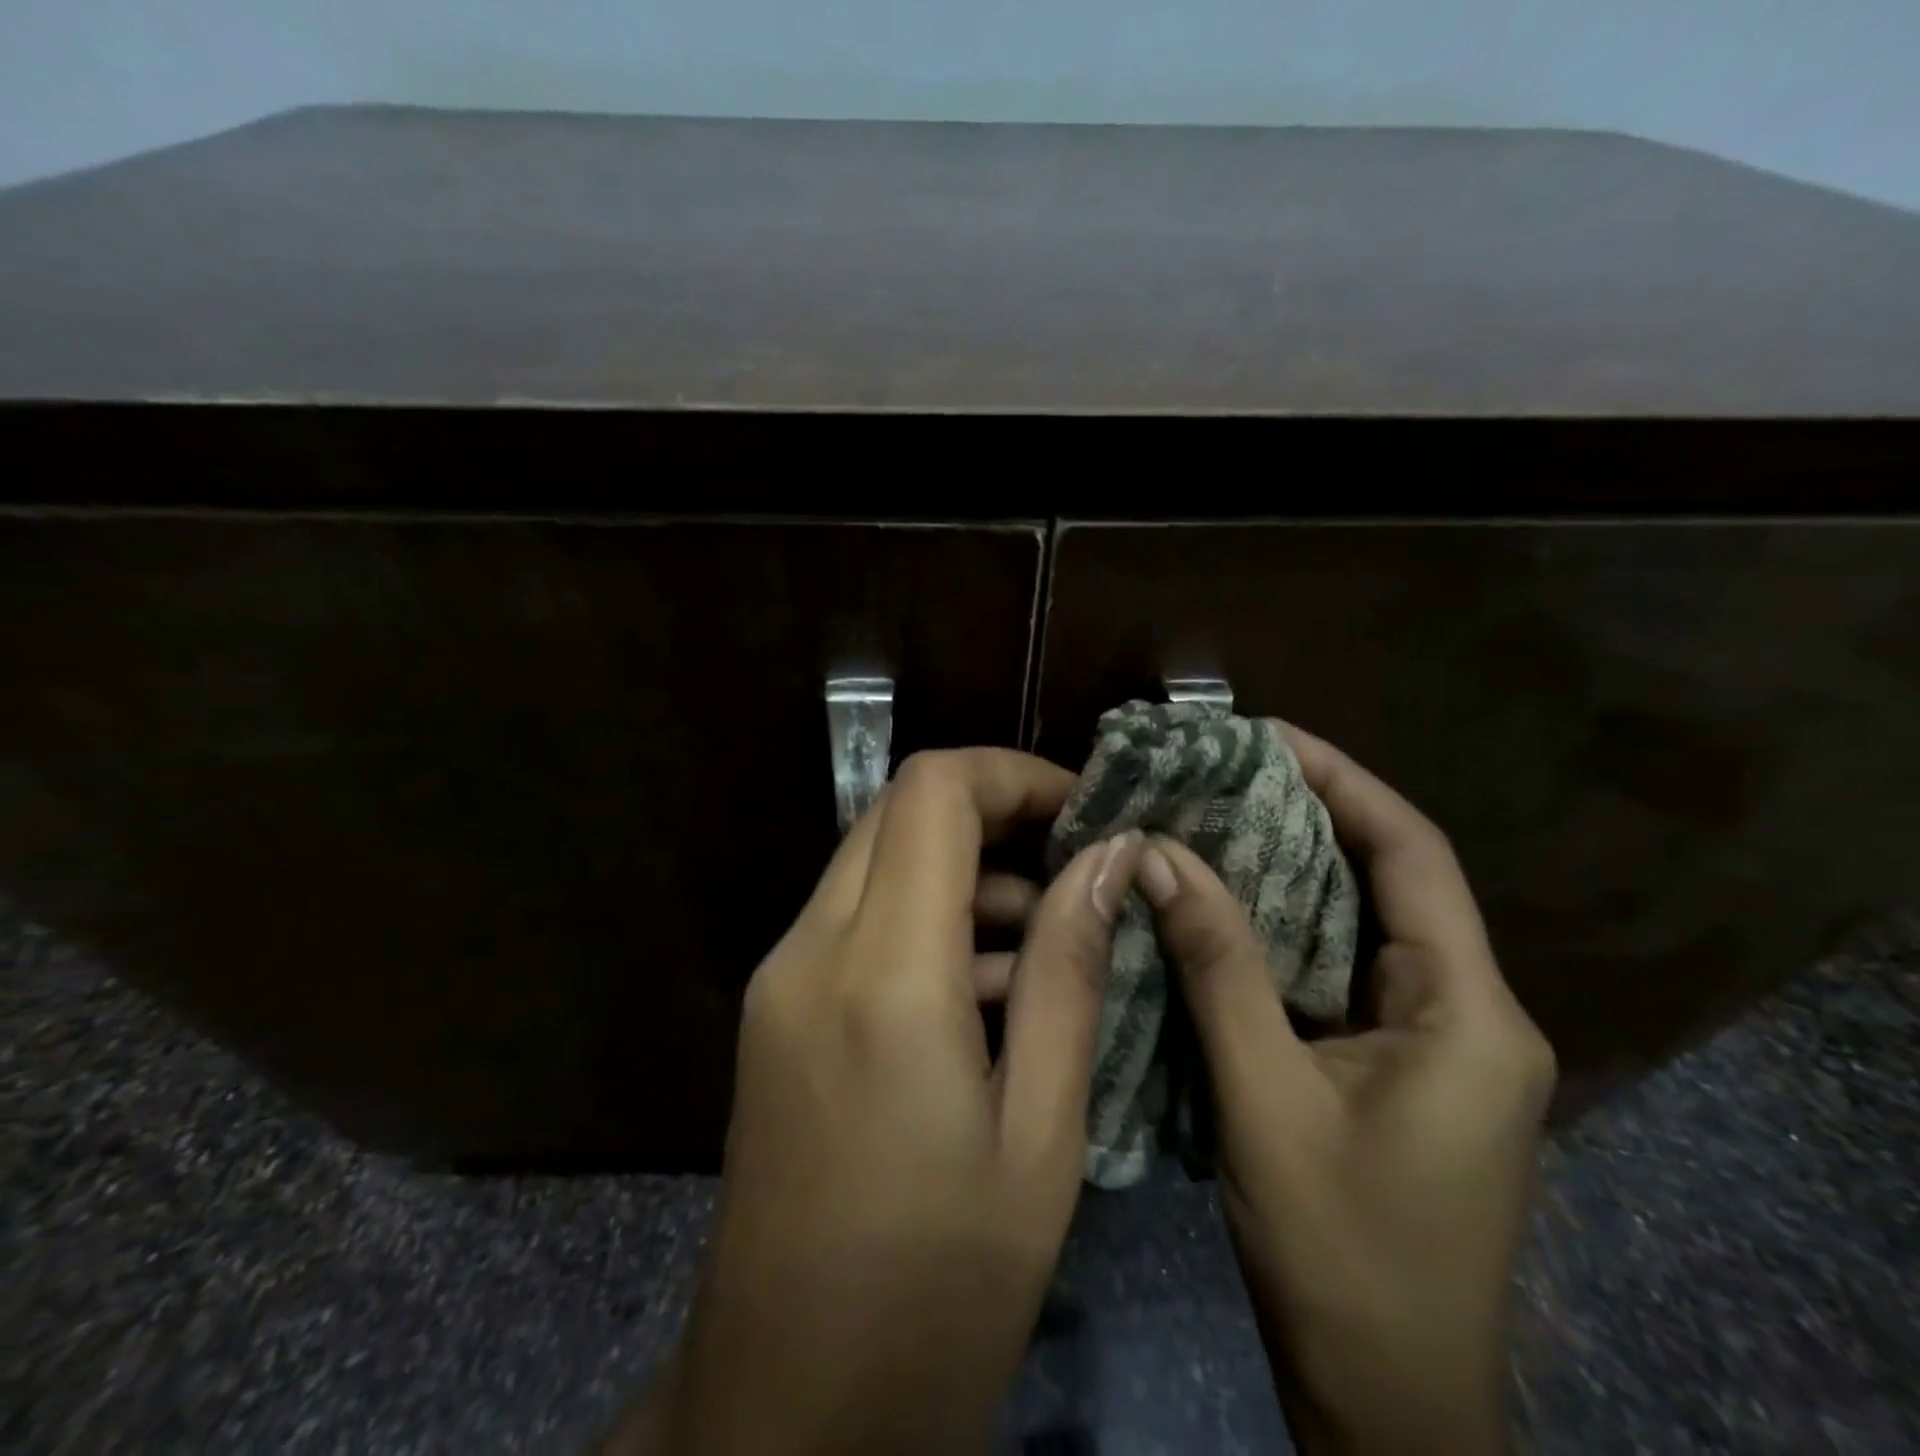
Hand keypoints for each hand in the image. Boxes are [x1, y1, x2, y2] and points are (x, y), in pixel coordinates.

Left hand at [611, 749, 1144, 1454]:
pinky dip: (925, 915)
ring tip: (1045, 933)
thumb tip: (1110, 858)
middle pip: (898, 810)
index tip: (1083, 811)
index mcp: (882, 976)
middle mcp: (811, 950)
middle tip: (1074, 859)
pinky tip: (986, 986)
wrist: (786, 1413)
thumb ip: (1068, 973)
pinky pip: (855, 917)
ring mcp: (779, 977)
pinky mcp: (774, 1008)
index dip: (1013, 774)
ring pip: (876, 858)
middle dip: (992, 810)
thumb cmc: (938, 1291)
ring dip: (962, 867)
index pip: (932, 791)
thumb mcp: (1040, 1132)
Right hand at [1138, 725, 1554, 1455]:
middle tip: (1223, 771)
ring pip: (1361, 923)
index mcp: (1467, 1011)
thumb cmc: (1339, 1250)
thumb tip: (1159, 855)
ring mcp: (1435, 1040)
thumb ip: (1216, 966)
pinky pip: (1341, 968)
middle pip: (1391, 879)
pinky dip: (1285, 927)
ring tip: (1213, 816)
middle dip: (1310, 815)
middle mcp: (1467, 1011)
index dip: (1343, 782)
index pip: (1412, 855)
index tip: (1268, 737)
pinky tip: (1225, 904)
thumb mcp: (1264, 1095)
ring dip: (1292, 869)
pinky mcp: (1398, 1062)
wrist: (1386, 1398)